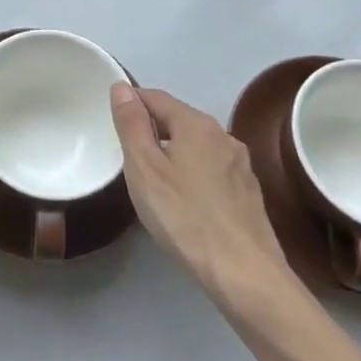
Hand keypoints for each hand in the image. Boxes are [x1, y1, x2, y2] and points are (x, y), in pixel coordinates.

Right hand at [110, 83, 289, 298]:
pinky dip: (192, 174)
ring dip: (172, 153)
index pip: (155, 97)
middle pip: (178, 120)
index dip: (130, 104)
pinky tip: (184, 201)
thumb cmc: (185, 217)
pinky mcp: (248, 192)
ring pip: (196, 145)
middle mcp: (223, 135)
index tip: (111, 125)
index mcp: (196, 123)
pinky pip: (211, 169)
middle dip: (151, 130)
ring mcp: (240, 164)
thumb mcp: (144, 168)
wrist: (244, 274)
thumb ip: (131, 124)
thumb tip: (121, 86)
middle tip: (126, 156)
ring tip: (152, 180)